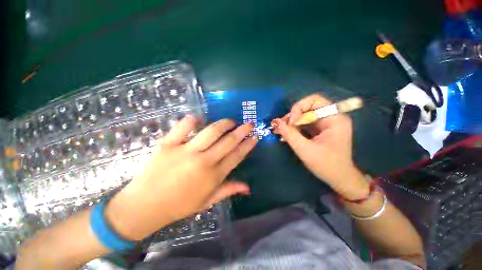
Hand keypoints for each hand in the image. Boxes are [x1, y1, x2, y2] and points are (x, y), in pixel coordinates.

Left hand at [106, 116, 257, 240]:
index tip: (255, 136)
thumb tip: (248, 188)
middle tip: (249, 123)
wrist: (144, 206)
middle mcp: (203, 161)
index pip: (237, 155)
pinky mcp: (168, 145)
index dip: (248, 144)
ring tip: (231, 121)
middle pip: (228, 141)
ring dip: (224, 124)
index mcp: (213, 176)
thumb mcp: (207, 201)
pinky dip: (192, 120)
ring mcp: (185, 151)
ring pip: (211, 131)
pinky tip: (199, 119)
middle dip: (242, 131)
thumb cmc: (179, 205)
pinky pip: (182, 127)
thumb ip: (229, 190)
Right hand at [271, 94, 368, 199]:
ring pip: (304, 116)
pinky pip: (305, 123)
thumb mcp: (305, 149)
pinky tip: (286, 133)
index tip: (291, 122)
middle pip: (308, 108)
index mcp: (335, 119)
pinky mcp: (320, 129)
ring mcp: (326, 123)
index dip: (299, 107)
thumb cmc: (326, 165)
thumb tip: (276, 122)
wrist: (339, 178)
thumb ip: (290, 134)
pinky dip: (294, 128)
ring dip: (291, 122)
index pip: (315, 100)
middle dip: (293, 116)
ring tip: (280, 130)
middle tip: (281, 126)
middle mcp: (332, 117)